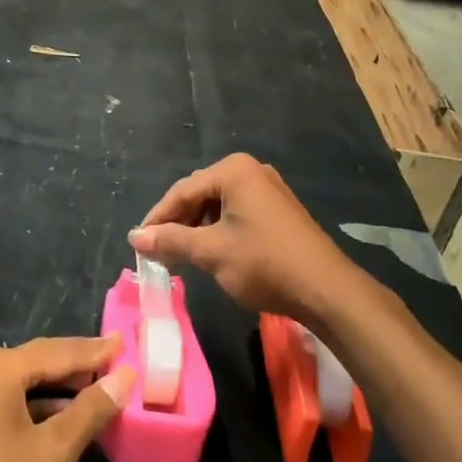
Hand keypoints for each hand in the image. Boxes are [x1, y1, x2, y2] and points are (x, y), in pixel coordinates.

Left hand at [0, 337, 132, 461]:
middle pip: (40, 362)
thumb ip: (90, 411)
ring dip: (61, 389)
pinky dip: (42, 408)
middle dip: (79, 365)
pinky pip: (13, 404)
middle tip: (117, 361)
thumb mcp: (54, 452)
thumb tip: (123, 378)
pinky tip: (65, 421)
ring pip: (26, 385)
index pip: (59, 352)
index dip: (95, 351)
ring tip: (100, 390)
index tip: (125, 342)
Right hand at [130, 153, 354, 323]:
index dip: (157, 219)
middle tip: (160, 252)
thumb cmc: (264, 263)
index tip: (139, 244)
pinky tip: (214, 254)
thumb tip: (134, 237)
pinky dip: (220, 231)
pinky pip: (238, 213)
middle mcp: (250, 170)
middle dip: (178, 223)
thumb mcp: (211, 252)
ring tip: (184, 256)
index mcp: (232, 171)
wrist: (327, 290)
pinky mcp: (280, 210)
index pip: (181, 191)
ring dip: (198, 229)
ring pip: (218, 205)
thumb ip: (170, 241)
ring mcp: (268, 189)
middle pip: (200, 194)